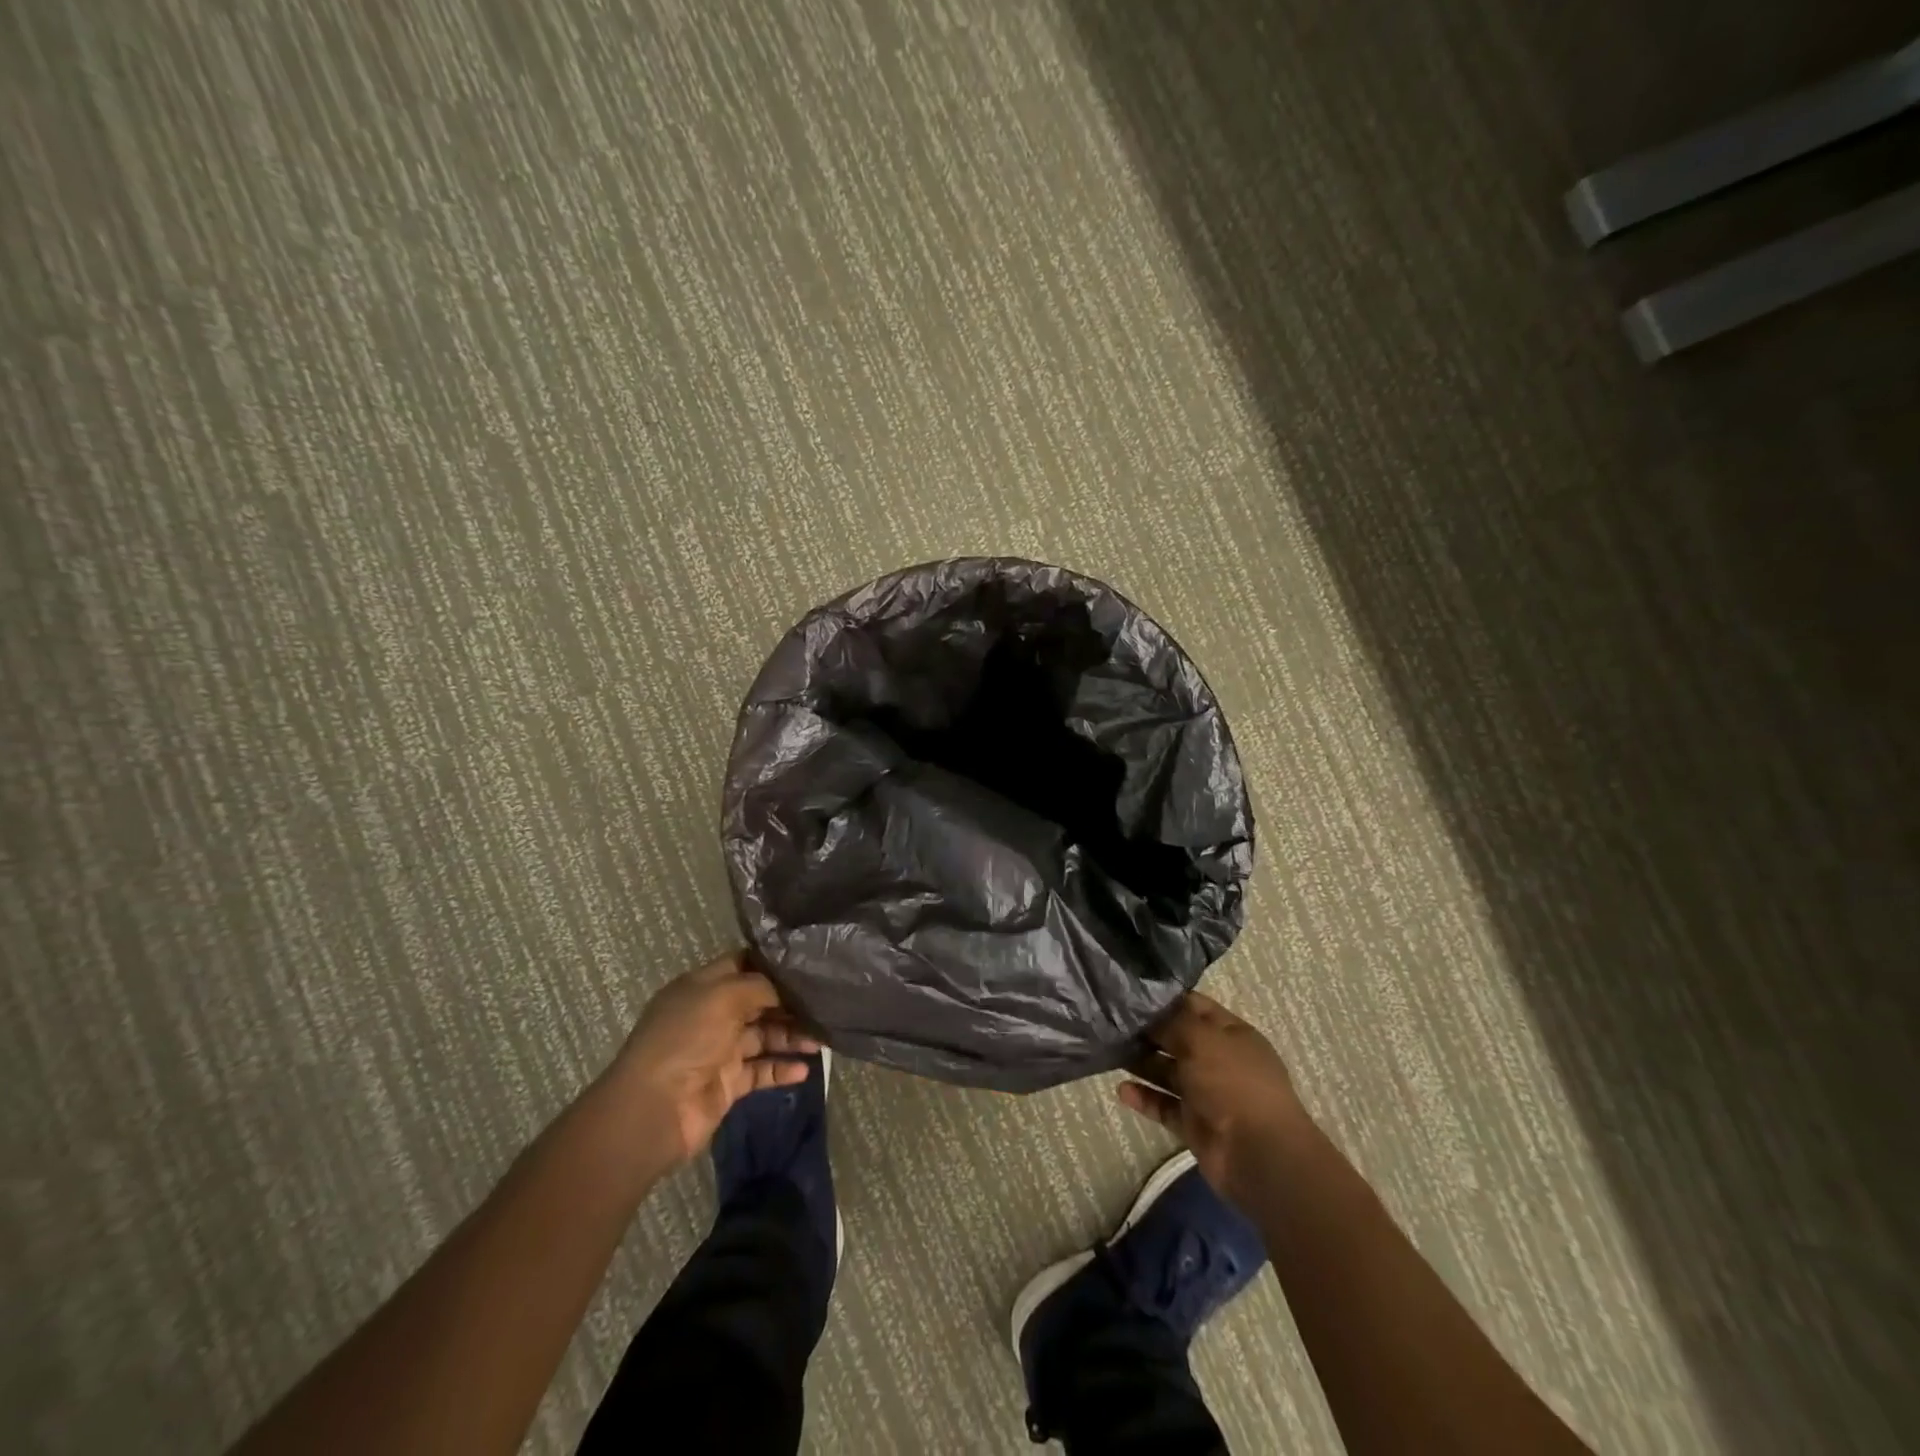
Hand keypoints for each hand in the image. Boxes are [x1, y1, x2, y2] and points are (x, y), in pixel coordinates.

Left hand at [606, 952, 819, 1165]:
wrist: (654, 1110)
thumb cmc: (685, 1040)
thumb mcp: (722, 996)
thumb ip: (759, 985)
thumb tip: (787, 987)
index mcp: (702, 987)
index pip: (742, 964)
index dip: (772, 963)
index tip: (807, 962)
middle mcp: (711, 1015)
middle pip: (759, 1001)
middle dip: (790, 1002)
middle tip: (826, 1003)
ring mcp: (720, 1050)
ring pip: (764, 1036)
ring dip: (792, 1036)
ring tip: (822, 1039)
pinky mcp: (728, 1083)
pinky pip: (761, 1071)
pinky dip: (782, 1069)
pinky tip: (805, 1069)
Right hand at [1117, 992, 1308, 1202]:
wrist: (1258, 1155)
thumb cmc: (1233, 1084)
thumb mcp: (1202, 1039)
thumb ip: (1172, 1022)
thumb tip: (1146, 1012)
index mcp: (1231, 1034)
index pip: (1194, 1006)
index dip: (1165, 999)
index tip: (1130, 993)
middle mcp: (1219, 1060)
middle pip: (1177, 1039)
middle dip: (1147, 1031)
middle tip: (1111, 1022)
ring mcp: (1207, 1093)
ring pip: (1168, 1072)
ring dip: (1142, 1063)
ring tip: (1109, 1052)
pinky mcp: (1194, 1124)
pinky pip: (1165, 1105)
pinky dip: (1145, 1098)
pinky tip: (1122, 1090)